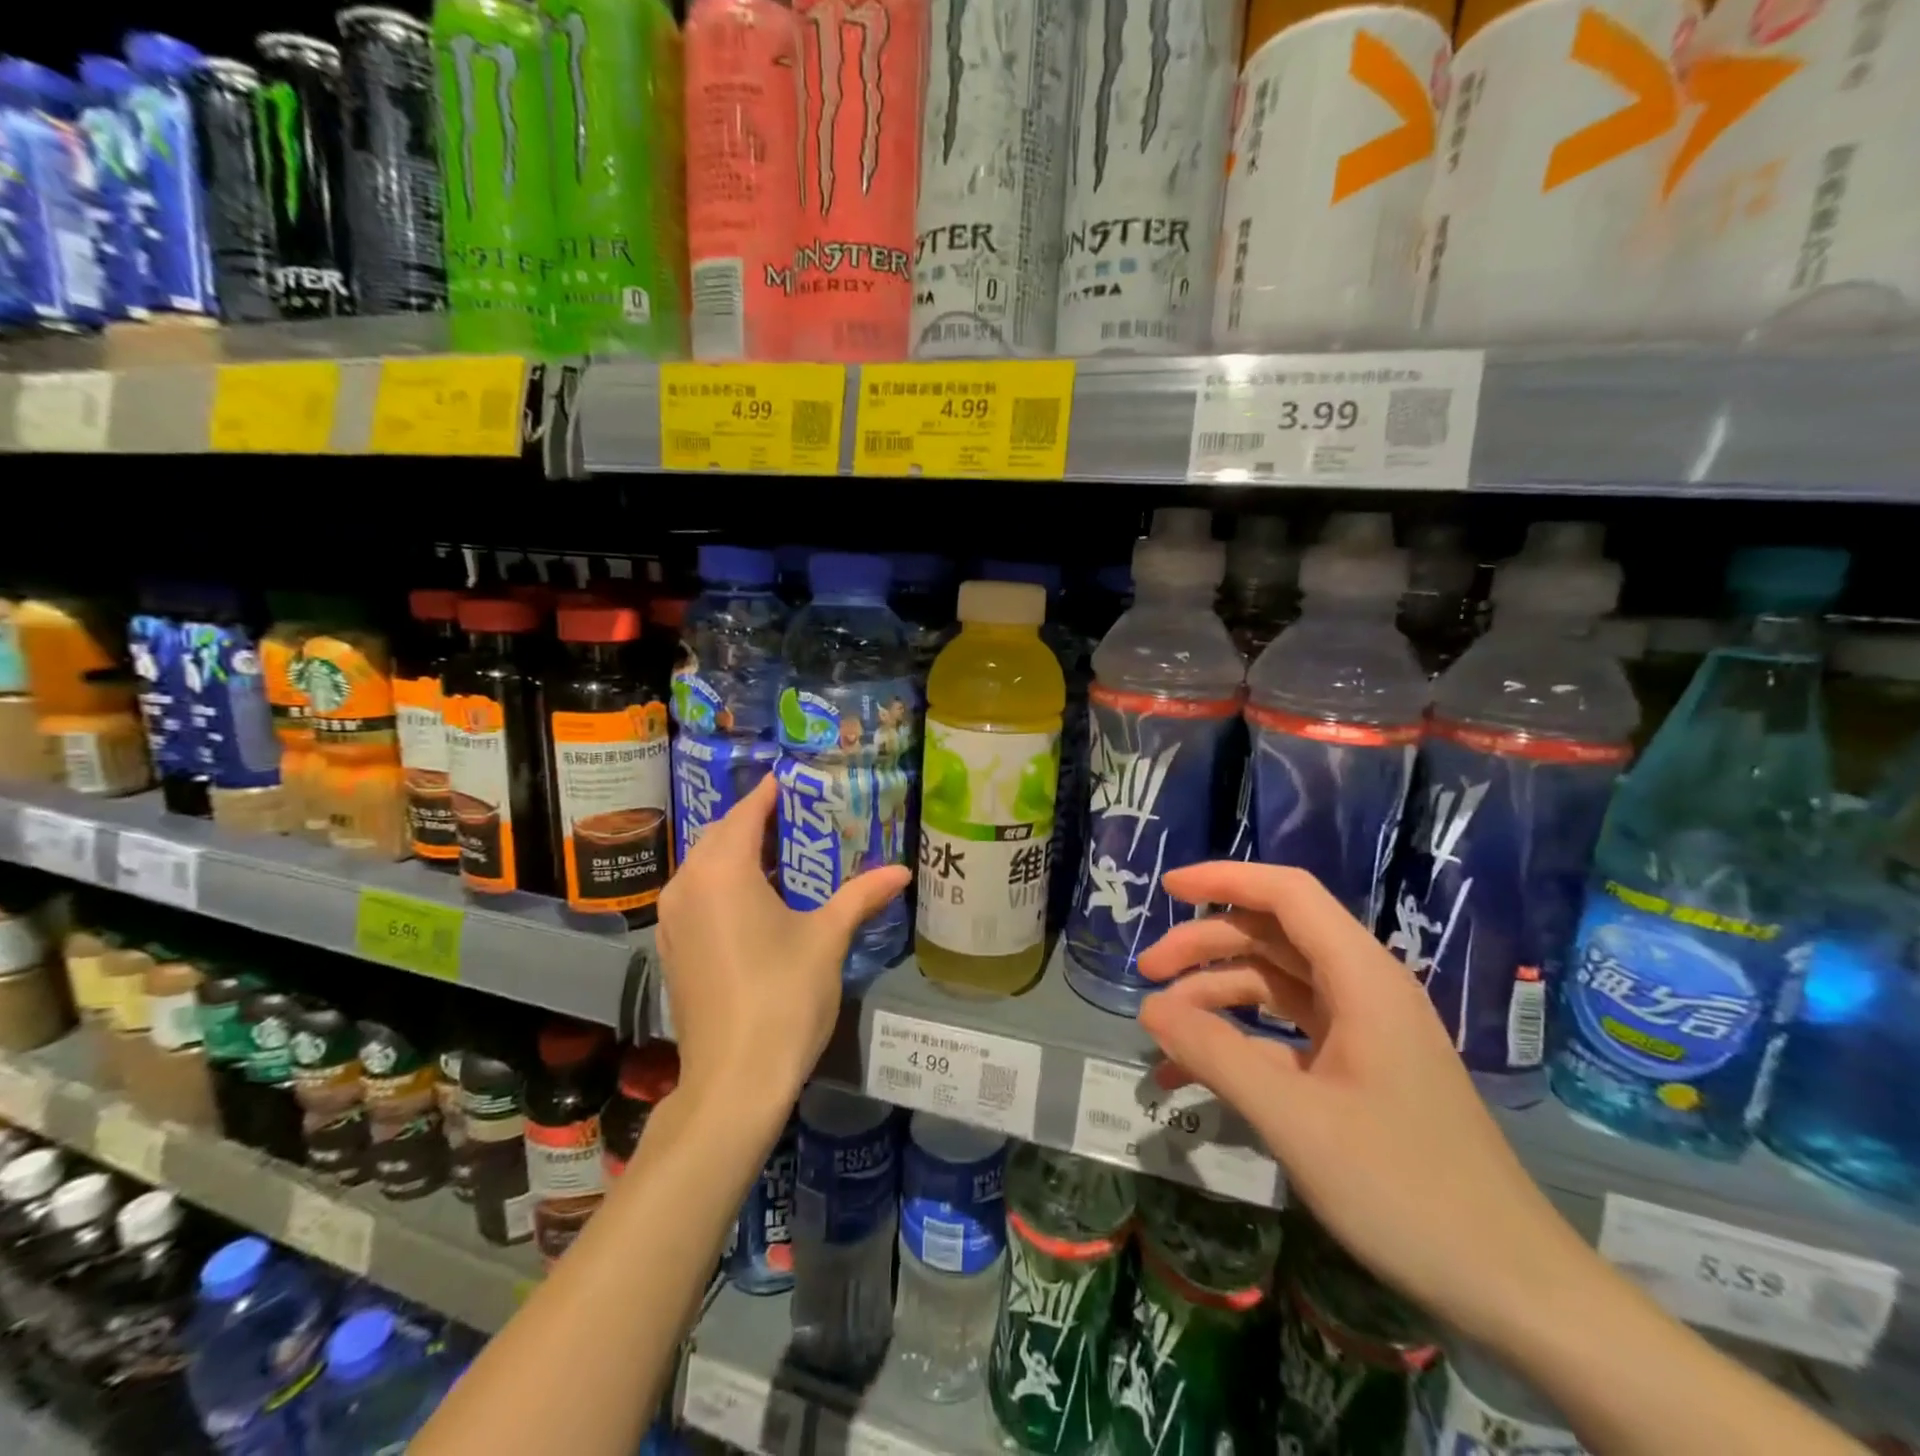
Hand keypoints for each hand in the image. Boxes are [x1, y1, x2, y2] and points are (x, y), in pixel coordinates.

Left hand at [655, 775, 909, 1108]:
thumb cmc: (784, 996)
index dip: (769, 794)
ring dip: (737, 852)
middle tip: (797, 816)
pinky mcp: (670, 948)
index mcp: (723, 871)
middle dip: (755, 821)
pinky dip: (722, 882)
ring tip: (781, 853)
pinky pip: (696, 894)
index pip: (746, 813)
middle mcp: (687, 885)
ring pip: (704, 865)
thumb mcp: (828, 939)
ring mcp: (671, 919)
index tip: (792, 779)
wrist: (733, 1080)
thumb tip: (902, 872)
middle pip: (721, 835)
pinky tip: (755, 898)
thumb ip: (861, 896)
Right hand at [1136, 862, 1590, 1344]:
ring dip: (1216, 996)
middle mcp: (1363, 990)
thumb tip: (1149, 1008)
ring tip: (1161, 1028)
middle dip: (1206, 947)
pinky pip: (1285, 1035)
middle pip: (1272, 938)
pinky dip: (1240, 1042)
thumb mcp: (1295, 1119)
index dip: (1225, 879)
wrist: (1513, 1286)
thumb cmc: (1406, 1188)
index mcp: (1362, 978)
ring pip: (1275, 985)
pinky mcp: (1358, 1071)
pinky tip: (1195, 1073)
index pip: (1287, 894)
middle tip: (1147, 973)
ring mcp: (1363, 1032)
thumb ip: (1216, 1054)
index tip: (1167, 888)